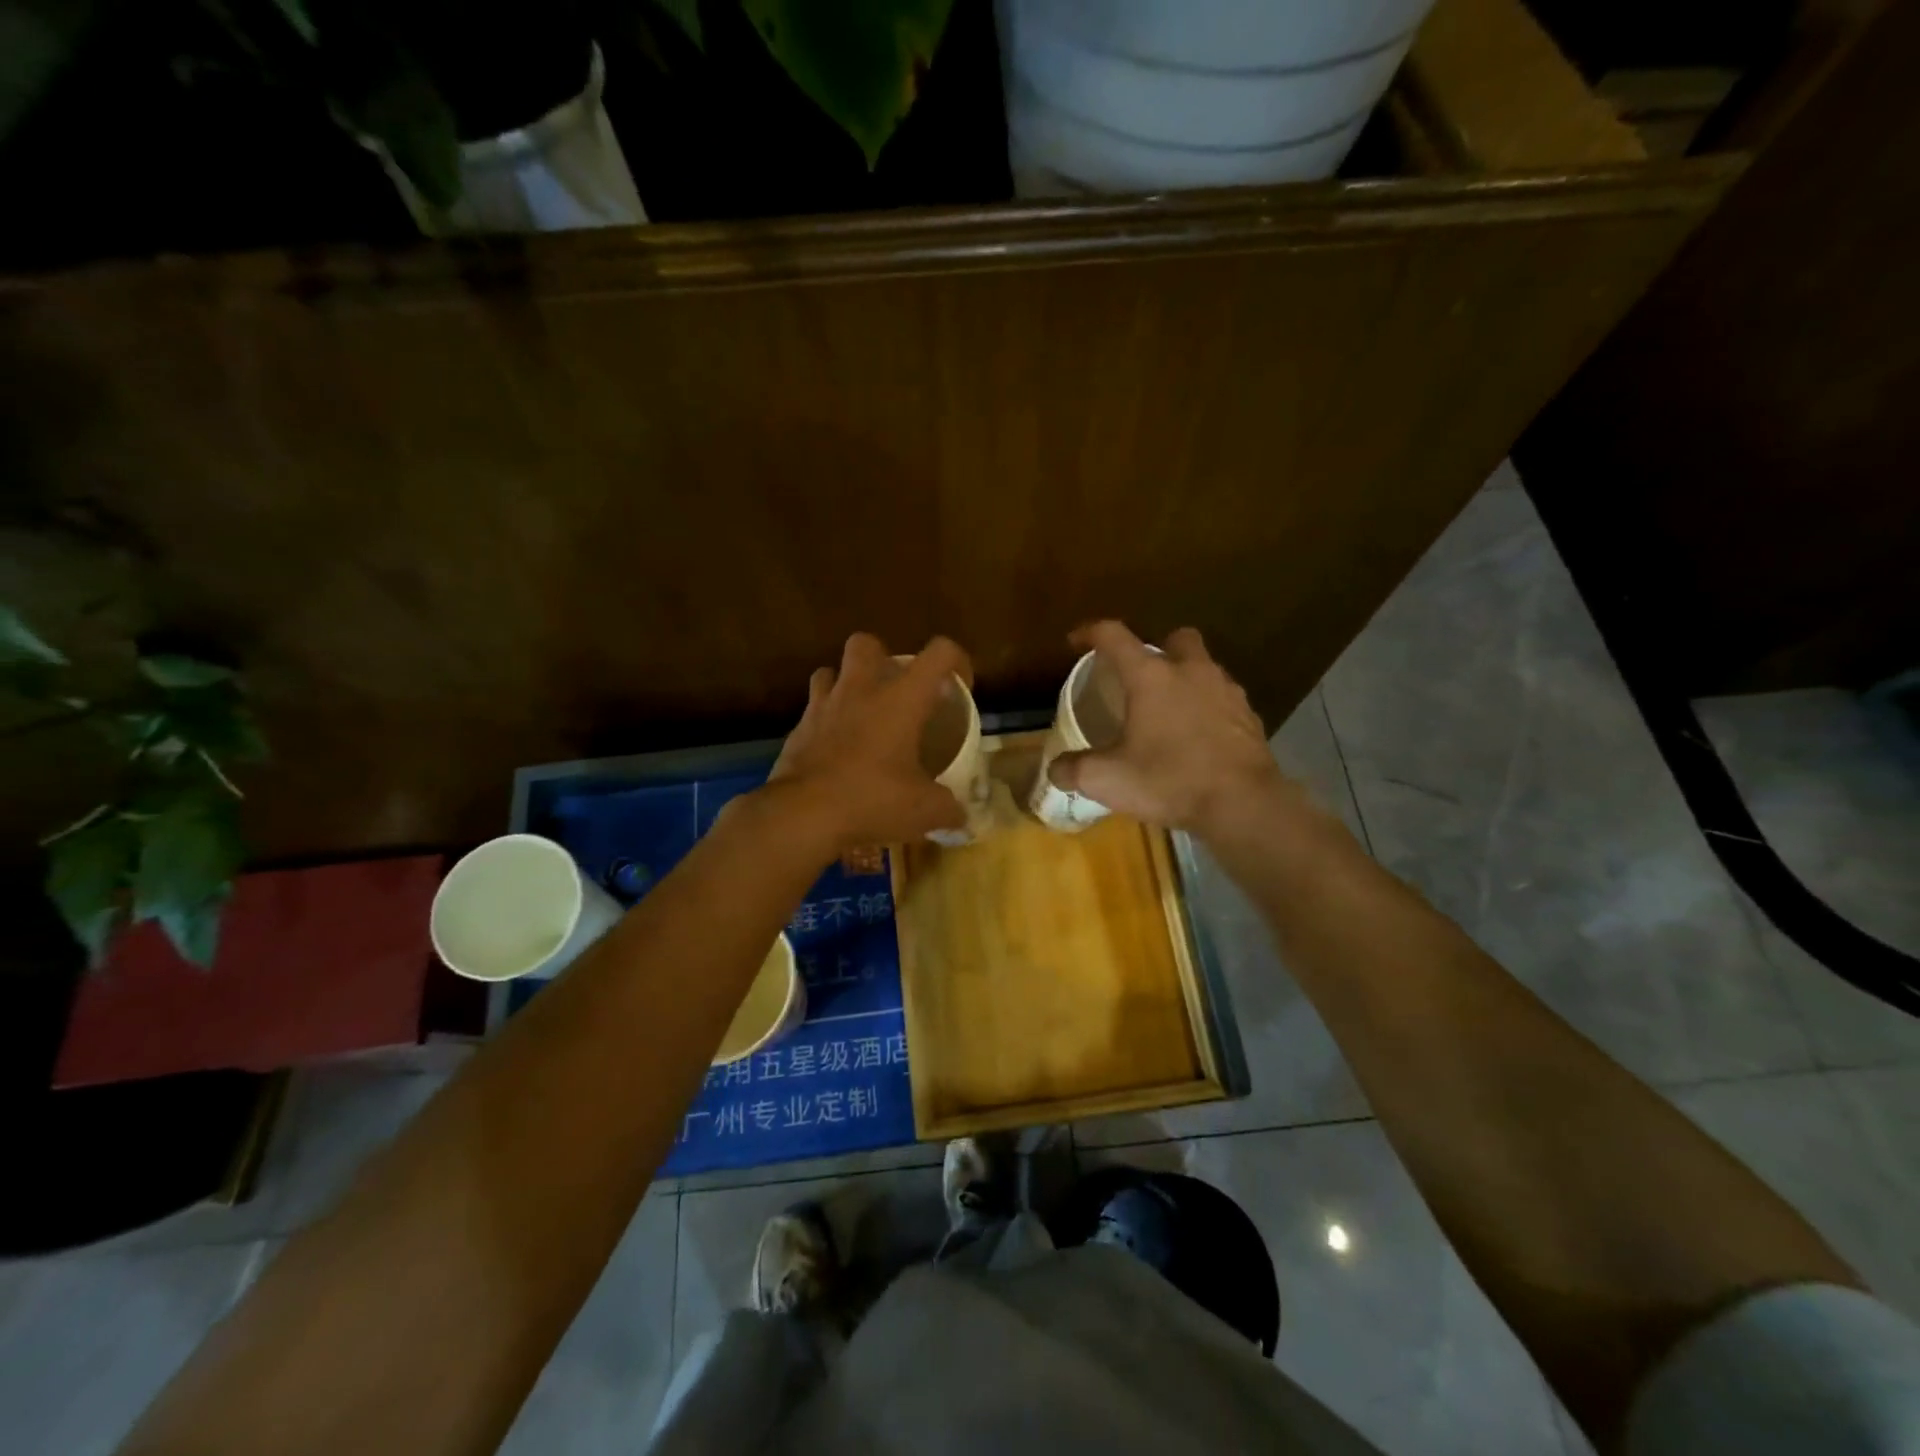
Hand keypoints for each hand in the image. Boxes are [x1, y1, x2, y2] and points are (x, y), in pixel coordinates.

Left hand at [763, 632, 972, 850]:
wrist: (802, 815)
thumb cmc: (872, 800)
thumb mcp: (925, 811)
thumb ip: (949, 808)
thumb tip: (960, 816)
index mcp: (901, 698)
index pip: (939, 653)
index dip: (956, 662)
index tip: (958, 689)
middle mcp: (860, 690)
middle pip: (867, 643)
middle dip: (882, 659)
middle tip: (895, 693)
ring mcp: (822, 706)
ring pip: (830, 671)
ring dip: (845, 685)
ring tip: (860, 715)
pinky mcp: (797, 729)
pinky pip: (812, 711)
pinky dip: (825, 722)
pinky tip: (835, 750)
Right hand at [1050, 622, 1292, 835]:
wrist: (1243, 804)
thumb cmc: (1169, 780)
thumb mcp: (1107, 780)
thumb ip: (1074, 770)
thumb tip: (1055, 769)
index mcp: (1151, 676)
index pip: (1114, 636)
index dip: (1090, 633)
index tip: (1076, 641)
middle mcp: (1190, 672)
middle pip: (1174, 639)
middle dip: (1156, 650)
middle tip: (1140, 678)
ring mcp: (1226, 691)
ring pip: (1203, 668)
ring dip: (1185, 680)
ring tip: (1169, 712)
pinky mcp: (1249, 716)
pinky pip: (1223, 700)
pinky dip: (1208, 709)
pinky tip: (1198, 738)